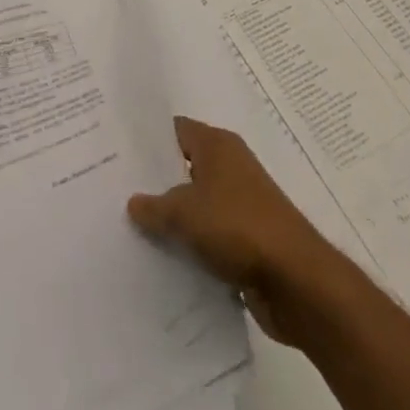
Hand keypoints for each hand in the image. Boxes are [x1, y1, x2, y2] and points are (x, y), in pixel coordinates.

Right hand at [127, 117, 335, 343]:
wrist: (295, 280)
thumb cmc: (238, 227)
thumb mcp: (185, 213)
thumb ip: (154, 206)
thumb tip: (133, 202)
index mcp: (218, 146)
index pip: (175, 130)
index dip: (147, 140)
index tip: (115, 152)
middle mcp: (230, 167)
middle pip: (184, 167)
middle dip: (154, 182)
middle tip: (114, 194)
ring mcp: (240, 203)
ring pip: (196, 204)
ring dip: (172, 219)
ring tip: (129, 230)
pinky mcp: (247, 239)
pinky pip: (209, 236)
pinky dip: (190, 246)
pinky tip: (162, 261)